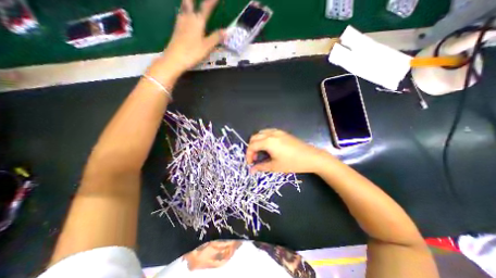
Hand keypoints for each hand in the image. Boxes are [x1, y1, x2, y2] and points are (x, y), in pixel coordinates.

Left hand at [159, 0, 224, 74]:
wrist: (175, 58)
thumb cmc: (192, 52)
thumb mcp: (207, 46)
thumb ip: (216, 37)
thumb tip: (227, 31)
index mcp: (197, 21)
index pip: (206, 7)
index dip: (212, 1)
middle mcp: (188, 18)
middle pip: (189, 2)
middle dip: (193, 1)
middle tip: (197, 2)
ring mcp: (180, 22)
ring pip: (183, 7)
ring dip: (187, 4)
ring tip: (191, 4)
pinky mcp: (176, 29)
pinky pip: (180, 15)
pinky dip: (184, 12)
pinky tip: (184, 15)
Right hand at [244, 129, 327, 171]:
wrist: (311, 157)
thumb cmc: (292, 163)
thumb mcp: (275, 167)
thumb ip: (261, 167)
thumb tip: (251, 170)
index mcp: (268, 142)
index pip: (252, 146)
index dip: (248, 154)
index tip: (250, 163)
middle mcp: (271, 134)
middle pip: (254, 137)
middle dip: (251, 147)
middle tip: (254, 158)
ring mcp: (277, 131)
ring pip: (261, 133)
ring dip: (257, 142)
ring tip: (260, 152)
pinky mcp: (282, 132)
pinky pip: (268, 132)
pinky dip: (263, 138)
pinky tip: (268, 146)